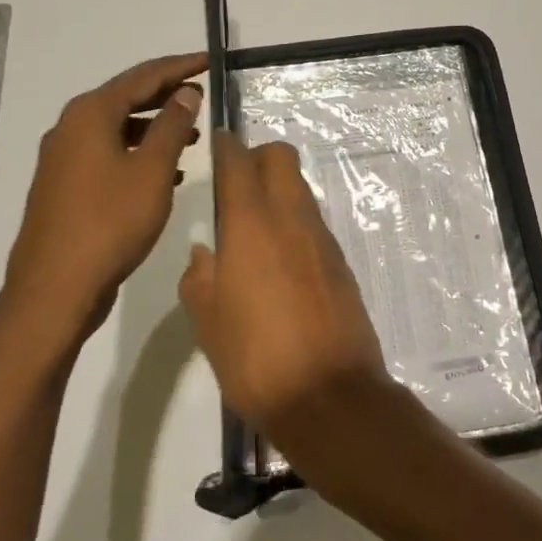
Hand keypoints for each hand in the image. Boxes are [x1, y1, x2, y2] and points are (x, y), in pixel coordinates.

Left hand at [0, 53, 205, 342]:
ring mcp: (63, 159)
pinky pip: (107, 155)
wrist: (56, 287)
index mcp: (90, 114)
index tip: (209, 61)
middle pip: (126, 98)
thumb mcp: (153, 170)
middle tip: (202, 93)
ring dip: (154, 128)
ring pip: (117, 129)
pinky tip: (165, 174)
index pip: (143, 76)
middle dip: (166, 95)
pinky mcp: (64, 187)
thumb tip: (186, 93)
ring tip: (191, 136)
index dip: (179, 67)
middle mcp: (71, 128)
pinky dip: (138, 154)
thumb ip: (172, 126)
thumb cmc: (110, 222)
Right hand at [179, 133, 394, 451]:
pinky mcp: (341, 263)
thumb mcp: (207, 322)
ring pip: (300, 189)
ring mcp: (322, 239)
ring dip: (278, 191)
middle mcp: (291, 219)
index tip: (217, 145)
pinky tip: (279, 262)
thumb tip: (205, 253)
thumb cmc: (255, 359)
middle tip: (236, 184)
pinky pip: (314, 224)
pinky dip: (295, 224)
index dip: (226, 146)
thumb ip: (200, 278)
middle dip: (258, 157)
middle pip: (281, 157)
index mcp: (251, 224)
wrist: (330, 396)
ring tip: (253, 227)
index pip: (239, 161)